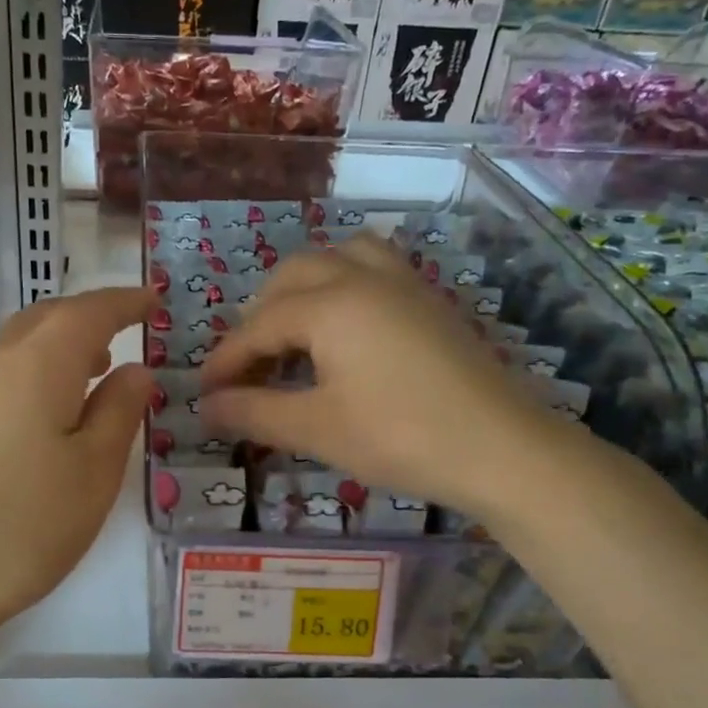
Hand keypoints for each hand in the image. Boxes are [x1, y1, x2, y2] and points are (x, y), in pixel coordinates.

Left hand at [0, 286, 154, 638]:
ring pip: (21, 348)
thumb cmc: (25, 523)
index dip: (124, 302)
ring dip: (62, 347)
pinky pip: (5, 379)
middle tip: (126, 332)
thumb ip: (120, 411)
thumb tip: (136, 370)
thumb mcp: (94, 471)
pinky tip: (53, 415)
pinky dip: (38, 375)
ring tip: (97, 370)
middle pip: (46, 319)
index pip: (88, 312)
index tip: (154, 300)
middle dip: (89, 317)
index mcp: (39, 365)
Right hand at [200, 236, 565, 516]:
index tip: (204, 393)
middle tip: (248, 368)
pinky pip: (373, 268)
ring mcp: (402, 282)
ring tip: (292, 334)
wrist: (503, 448)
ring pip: (335, 259)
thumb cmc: (400, 437)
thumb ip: (254, 412)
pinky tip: (344, 328)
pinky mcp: (429, 299)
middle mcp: (362, 277)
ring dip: (302, 289)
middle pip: (291, 278)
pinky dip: (342, 285)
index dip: (225, 361)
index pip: (257, 326)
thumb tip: (205, 409)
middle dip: (258, 318)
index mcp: (329, 304)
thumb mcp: (316, 429)